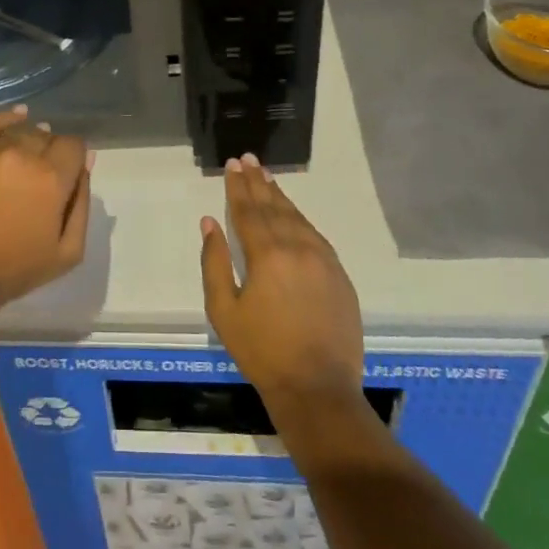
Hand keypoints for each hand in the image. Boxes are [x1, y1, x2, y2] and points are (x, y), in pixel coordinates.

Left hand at [0, 107, 91, 326]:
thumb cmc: (13, 272)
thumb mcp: (67, 252)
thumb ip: (82, 202)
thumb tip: (87, 162)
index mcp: (52, 178)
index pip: (74, 145)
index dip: (74, 159)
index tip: (66, 175)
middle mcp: (21, 155)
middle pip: (47, 136)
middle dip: (50, 152)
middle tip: (39, 178)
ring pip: (19, 131)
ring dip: (27, 141)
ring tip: (23, 159)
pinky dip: (5, 119)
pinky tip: (16, 117)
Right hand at [200, 154, 364, 412]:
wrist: (318, 389)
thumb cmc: (262, 352)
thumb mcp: (224, 311)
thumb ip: (215, 262)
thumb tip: (209, 223)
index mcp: (266, 255)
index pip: (248, 211)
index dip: (238, 187)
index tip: (232, 164)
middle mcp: (297, 248)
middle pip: (274, 207)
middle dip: (258, 182)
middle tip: (248, 159)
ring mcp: (323, 260)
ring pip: (297, 218)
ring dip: (280, 196)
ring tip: (267, 177)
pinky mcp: (339, 275)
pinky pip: (316, 235)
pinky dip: (301, 219)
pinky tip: (293, 214)